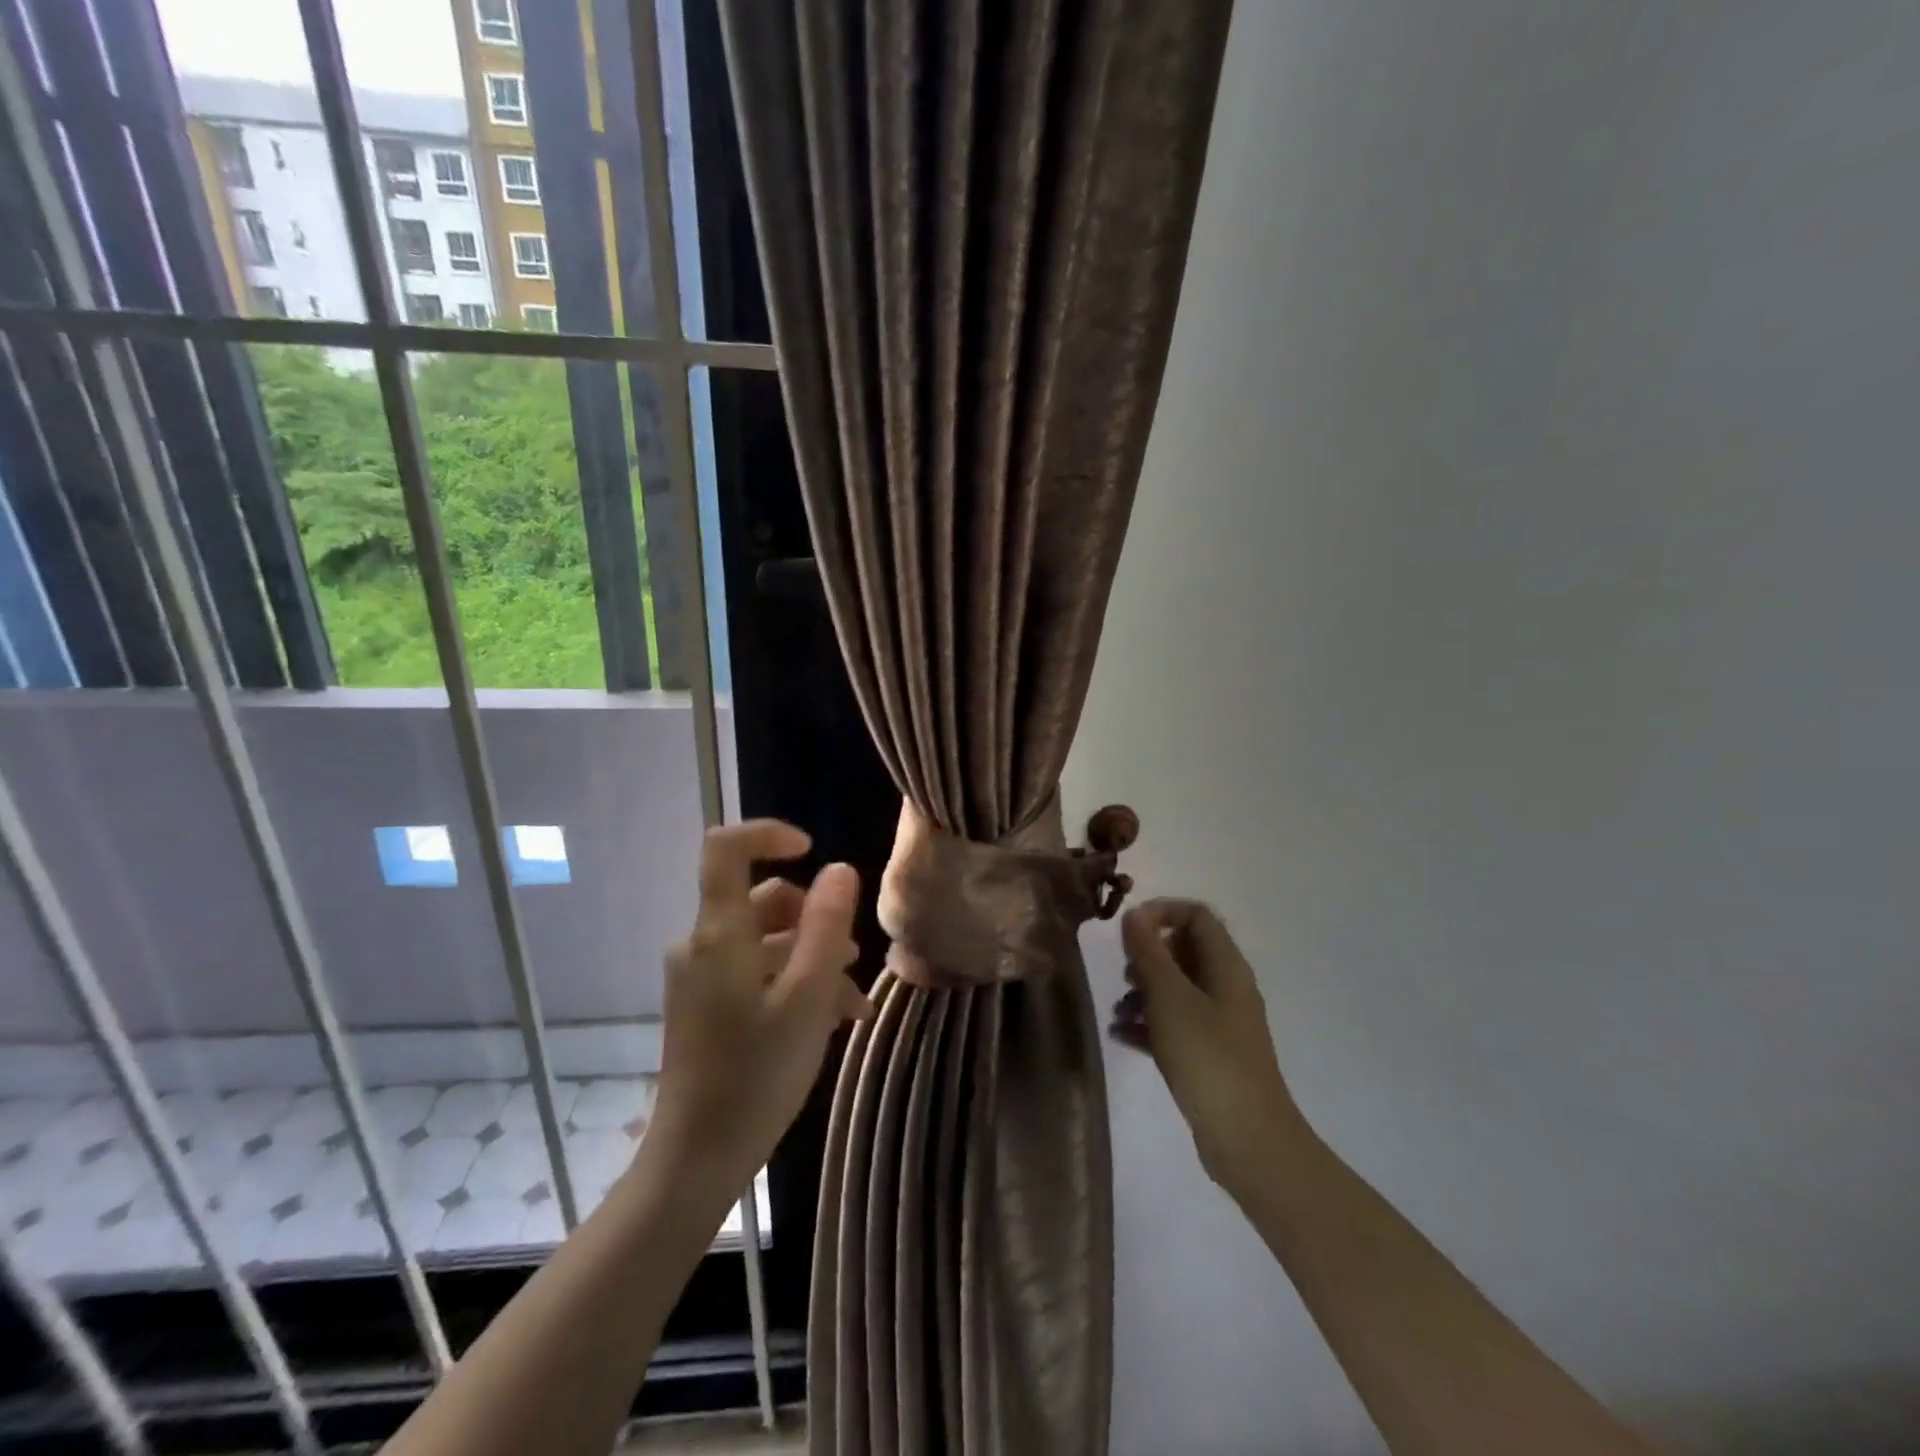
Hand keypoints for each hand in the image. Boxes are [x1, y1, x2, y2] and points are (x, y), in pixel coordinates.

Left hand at [649, 821, 870, 1197]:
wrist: (696, 1159)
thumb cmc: (757, 1074)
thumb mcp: (808, 997)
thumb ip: (825, 925)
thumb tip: (838, 867)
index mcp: (719, 933)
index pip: (726, 848)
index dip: (768, 833)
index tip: (813, 850)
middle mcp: (702, 944)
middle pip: (761, 898)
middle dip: (814, 917)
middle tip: (853, 957)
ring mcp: (701, 976)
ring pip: (765, 940)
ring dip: (812, 956)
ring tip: (851, 999)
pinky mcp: (705, 1004)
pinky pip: (754, 971)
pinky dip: (792, 981)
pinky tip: (831, 1016)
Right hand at [1110, 898, 1310, 1192]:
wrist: (1247, 1140)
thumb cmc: (1207, 1057)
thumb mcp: (1169, 998)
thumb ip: (1148, 953)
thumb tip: (1134, 915)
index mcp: (1226, 966)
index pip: (1196, 915)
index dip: (1160, 912)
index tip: (1126, 931)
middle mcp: (1227, 988)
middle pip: (1184, 951)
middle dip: (1148, 957)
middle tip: (1123, 975)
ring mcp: (1221, 1023)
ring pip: (1177, 989)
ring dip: (1144, 993)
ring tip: (1118, 1012)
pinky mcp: (1211, 1055)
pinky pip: (1176, 1024)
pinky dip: (1149, 1024)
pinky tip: (1122, 1036)